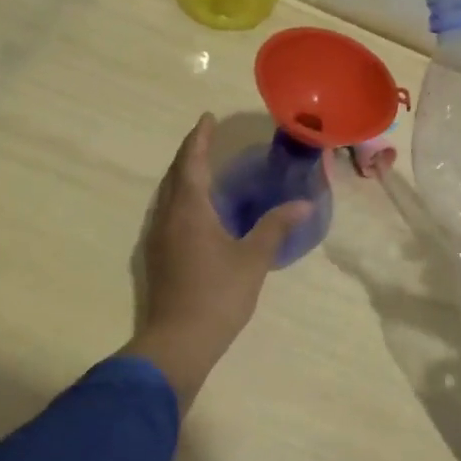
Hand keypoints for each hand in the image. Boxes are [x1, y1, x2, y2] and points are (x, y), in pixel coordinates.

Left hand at [131, 114, 310, 406]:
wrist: (177, 342)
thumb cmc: (218, 295)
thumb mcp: (253, 259)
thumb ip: (275, 227)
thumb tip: (303, 204)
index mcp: (189, 210)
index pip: (192, 162)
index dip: (199, 138)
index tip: (207, 118)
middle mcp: (167, 217)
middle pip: (175, 175)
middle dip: (190, 153)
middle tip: (207, 138)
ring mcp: (157, 238)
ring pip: (168, 194)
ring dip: (183, 175)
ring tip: (203, 168)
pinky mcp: (157, 256)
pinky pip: (167, 212)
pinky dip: (181, 197)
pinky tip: (196, 210)